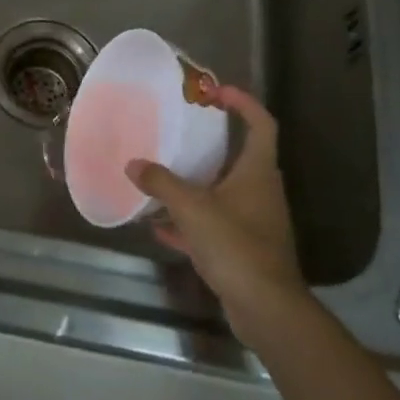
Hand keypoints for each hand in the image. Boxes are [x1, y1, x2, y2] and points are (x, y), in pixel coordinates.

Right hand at [127, 86, 308, 347]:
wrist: (266, 308)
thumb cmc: (235, 244)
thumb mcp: (191, 208)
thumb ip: (161, 182)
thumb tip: (133, 164)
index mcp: (257, 171)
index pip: (260, 123)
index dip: (243, 102)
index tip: (216, 91)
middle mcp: (261, 191)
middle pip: (240, 156)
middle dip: (212, 143)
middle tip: (181, 132)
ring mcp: (255, 221)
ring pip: (224, 192)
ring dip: (197, 185)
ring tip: (163, 177)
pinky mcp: (244, 249)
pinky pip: (214, 225)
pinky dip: (190, 222)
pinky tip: (161, 227)